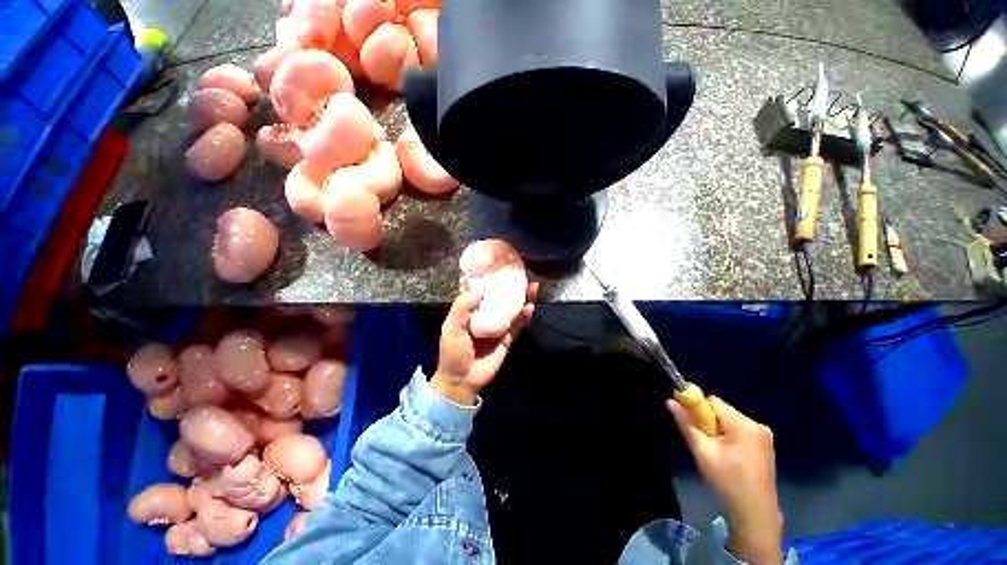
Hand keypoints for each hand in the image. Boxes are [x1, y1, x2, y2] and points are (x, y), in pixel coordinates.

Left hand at [431, 283, 537, 404]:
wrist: (463, 381)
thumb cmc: (453, 353)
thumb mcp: (451, 328)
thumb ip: (462, 307)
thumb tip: (479, 287)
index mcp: (470, 310)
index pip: (481, 289)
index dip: (490, 278)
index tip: (500, 265)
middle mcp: (485, 314)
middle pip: (500, 297)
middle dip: (511, 286)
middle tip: (523, 274)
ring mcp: (498, 326)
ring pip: (512, 308)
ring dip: (522, 297)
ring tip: (533, 286)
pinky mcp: (507, 338)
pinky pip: (518, 325)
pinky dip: (525, 316)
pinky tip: (531, 306)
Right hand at [667, 397, 782, 564]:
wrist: (755, 513)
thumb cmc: (727, 480)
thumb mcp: (702, 451)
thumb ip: (686, 424)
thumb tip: (670, 401)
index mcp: (744, 424)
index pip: (713, 401)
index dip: (698, 409)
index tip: (691, 423)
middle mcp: (757, 425)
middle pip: (722, 411)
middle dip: (708, 422)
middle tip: (704, 443)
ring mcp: (764, 436)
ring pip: (730, 422)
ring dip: (718, 431)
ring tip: (716, 453)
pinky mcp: (765, 446)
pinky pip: (740, 431)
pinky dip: (729, 438)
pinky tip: (728, 457)